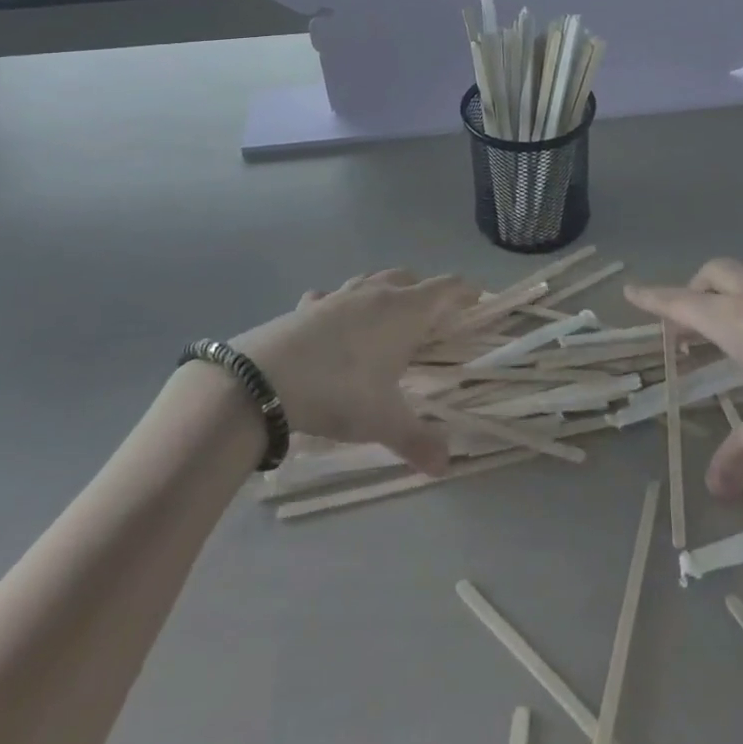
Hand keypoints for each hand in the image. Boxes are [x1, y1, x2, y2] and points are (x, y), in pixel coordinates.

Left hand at [233, 270, 477, 476]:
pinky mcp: (307, 306)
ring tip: (387, 317)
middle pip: (410, 277)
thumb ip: (418, 440)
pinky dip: (340, 305)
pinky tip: (333, 323)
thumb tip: (446, 466)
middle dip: (425, 292)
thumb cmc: (339, 391)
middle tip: (433, 319)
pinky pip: (331, 297)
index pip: (446, 287)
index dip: (465, 291)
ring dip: (385, 291)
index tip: (478, 300)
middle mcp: (375, 293)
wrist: (265, 380)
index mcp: (404, 311)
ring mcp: (338, 295)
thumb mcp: (383, 421)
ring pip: (372, 280)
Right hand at [626, 257, 742, 497]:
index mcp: (733, 319)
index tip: (630, 291)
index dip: (653, 299)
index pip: (680, 303)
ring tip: (734, 309)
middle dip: (693, 289)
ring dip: (733, 282)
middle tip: (689, 322)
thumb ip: (742, 455)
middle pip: (712, 274)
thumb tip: (713, 489)